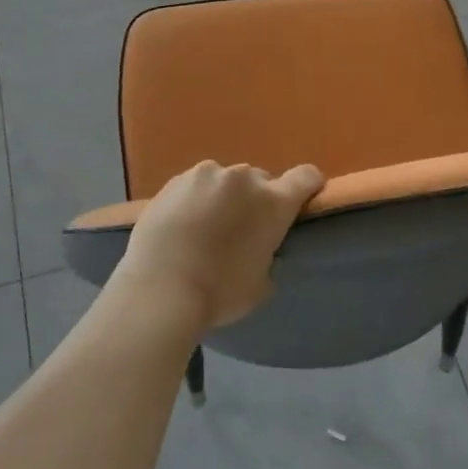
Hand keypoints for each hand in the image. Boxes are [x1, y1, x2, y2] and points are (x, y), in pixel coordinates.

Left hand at [115, 160, 325, 331]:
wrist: (158, 290)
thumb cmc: (218, 293)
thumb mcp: (261, 285)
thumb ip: (269, 257)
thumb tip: (262, 251)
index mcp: (273, 202)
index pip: (306, 177)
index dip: (308, 187)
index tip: (300, 203)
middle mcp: (243, 179)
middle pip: (261, 181)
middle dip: (257, 201)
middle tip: (241, 231)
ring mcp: (206, 175)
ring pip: (226, 182)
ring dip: (224, 198)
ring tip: (205, 229)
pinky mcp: (174, 181)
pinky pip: (195, 186)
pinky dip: (195, 201)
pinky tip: (181, 227)